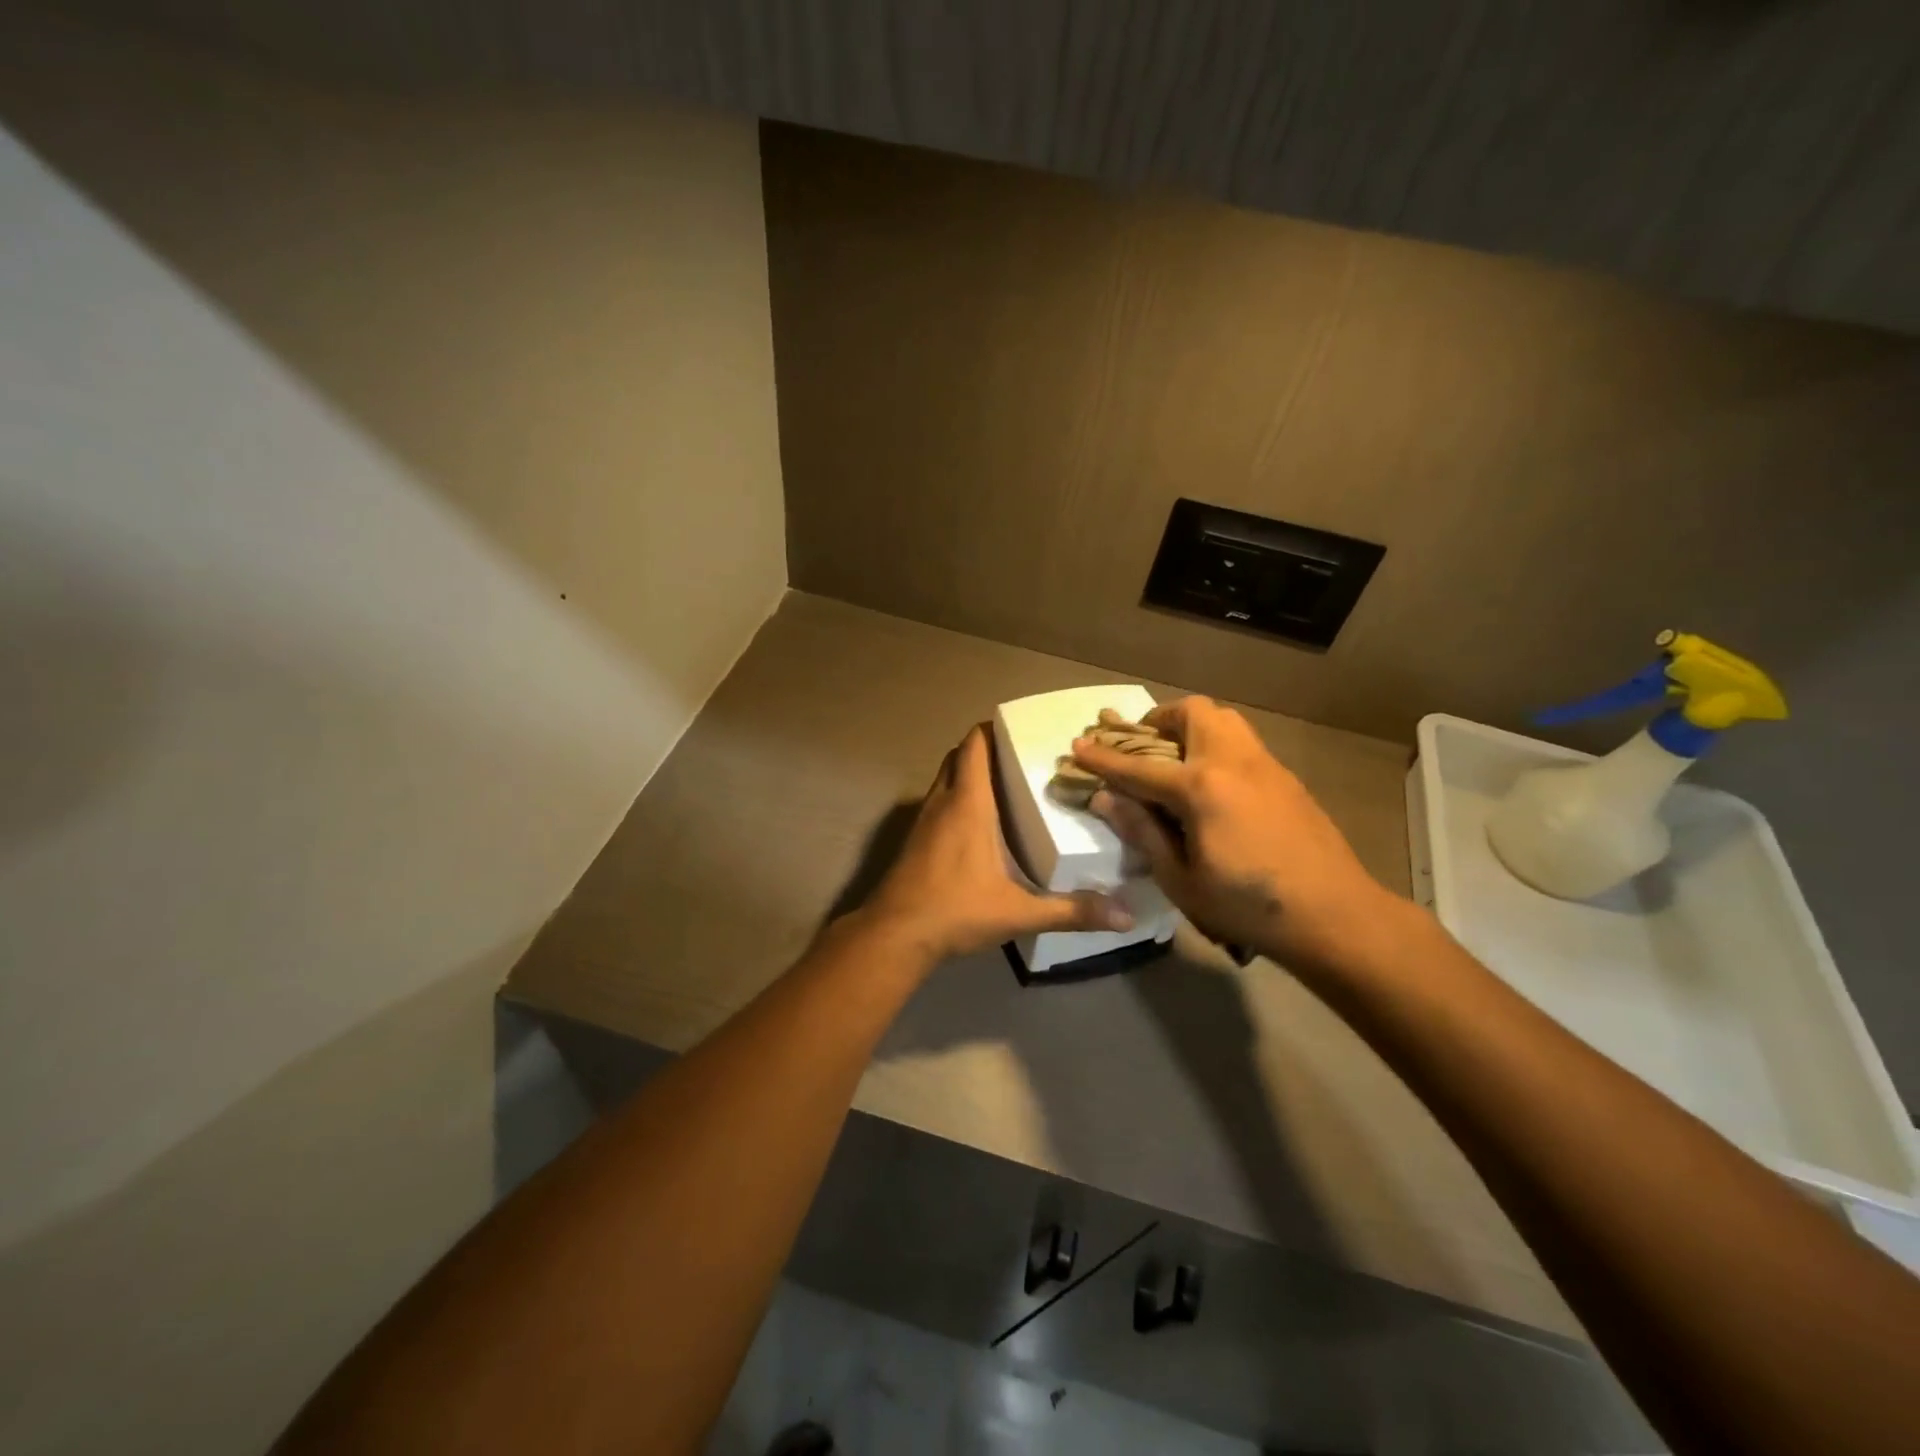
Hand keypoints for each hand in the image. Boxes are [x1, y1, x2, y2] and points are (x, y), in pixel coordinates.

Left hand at [859, 725, 1131, 962]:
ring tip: (1008, 786)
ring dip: (970, 774)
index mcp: (967, 804)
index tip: (1023, 729)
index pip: (974, 745)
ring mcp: (924, 821)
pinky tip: (982, 825)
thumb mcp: (1019, 912)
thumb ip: (1071, 911)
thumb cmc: (955, 910)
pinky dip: (958, 799)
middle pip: (959, 756)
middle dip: (986, 749)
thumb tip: (1126, 917)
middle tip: (1022, 758)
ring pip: (946, 779)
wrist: (894, 936)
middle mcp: (943, 802)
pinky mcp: (915, 841)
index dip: (993, 728)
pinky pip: (938, 803)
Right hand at [1073, 697, 1396, 974]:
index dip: (1103, 758)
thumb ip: (1142, 832)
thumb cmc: (1248, 906)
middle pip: (1191, 713)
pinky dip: (1216, 745)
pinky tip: (1213, 785)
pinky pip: (1242, 742)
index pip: (1138, 766)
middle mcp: (1232, 762)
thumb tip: (1106, 799)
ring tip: (1175, 760)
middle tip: (1142, 748)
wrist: (1334, 915)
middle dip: (1158, 720)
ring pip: (1223, 719)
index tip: (1078, 745)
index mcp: (1201, 788)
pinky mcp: (1286, 777)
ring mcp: (1264, 765)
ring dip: (1191, 727)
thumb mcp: (1181, 880)